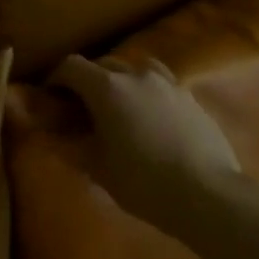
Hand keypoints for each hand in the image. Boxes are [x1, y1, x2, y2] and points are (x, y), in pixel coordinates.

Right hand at [50, 55, 241, 225]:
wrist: (208, 195)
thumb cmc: (143, 182)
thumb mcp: (97, 169)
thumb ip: (69, 146)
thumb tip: (49, 136)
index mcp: (106, 88)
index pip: (71, 66)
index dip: (56, 78)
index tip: (50, 96)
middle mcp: (135, 75)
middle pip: (103, 63)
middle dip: (88, 79)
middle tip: (82, 106)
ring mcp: (167, 83)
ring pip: (136, 67)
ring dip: (121, 79)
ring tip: (121, 104)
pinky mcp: (190, 97)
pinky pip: (161, 82)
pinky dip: (148, 90)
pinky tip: (151, 115)